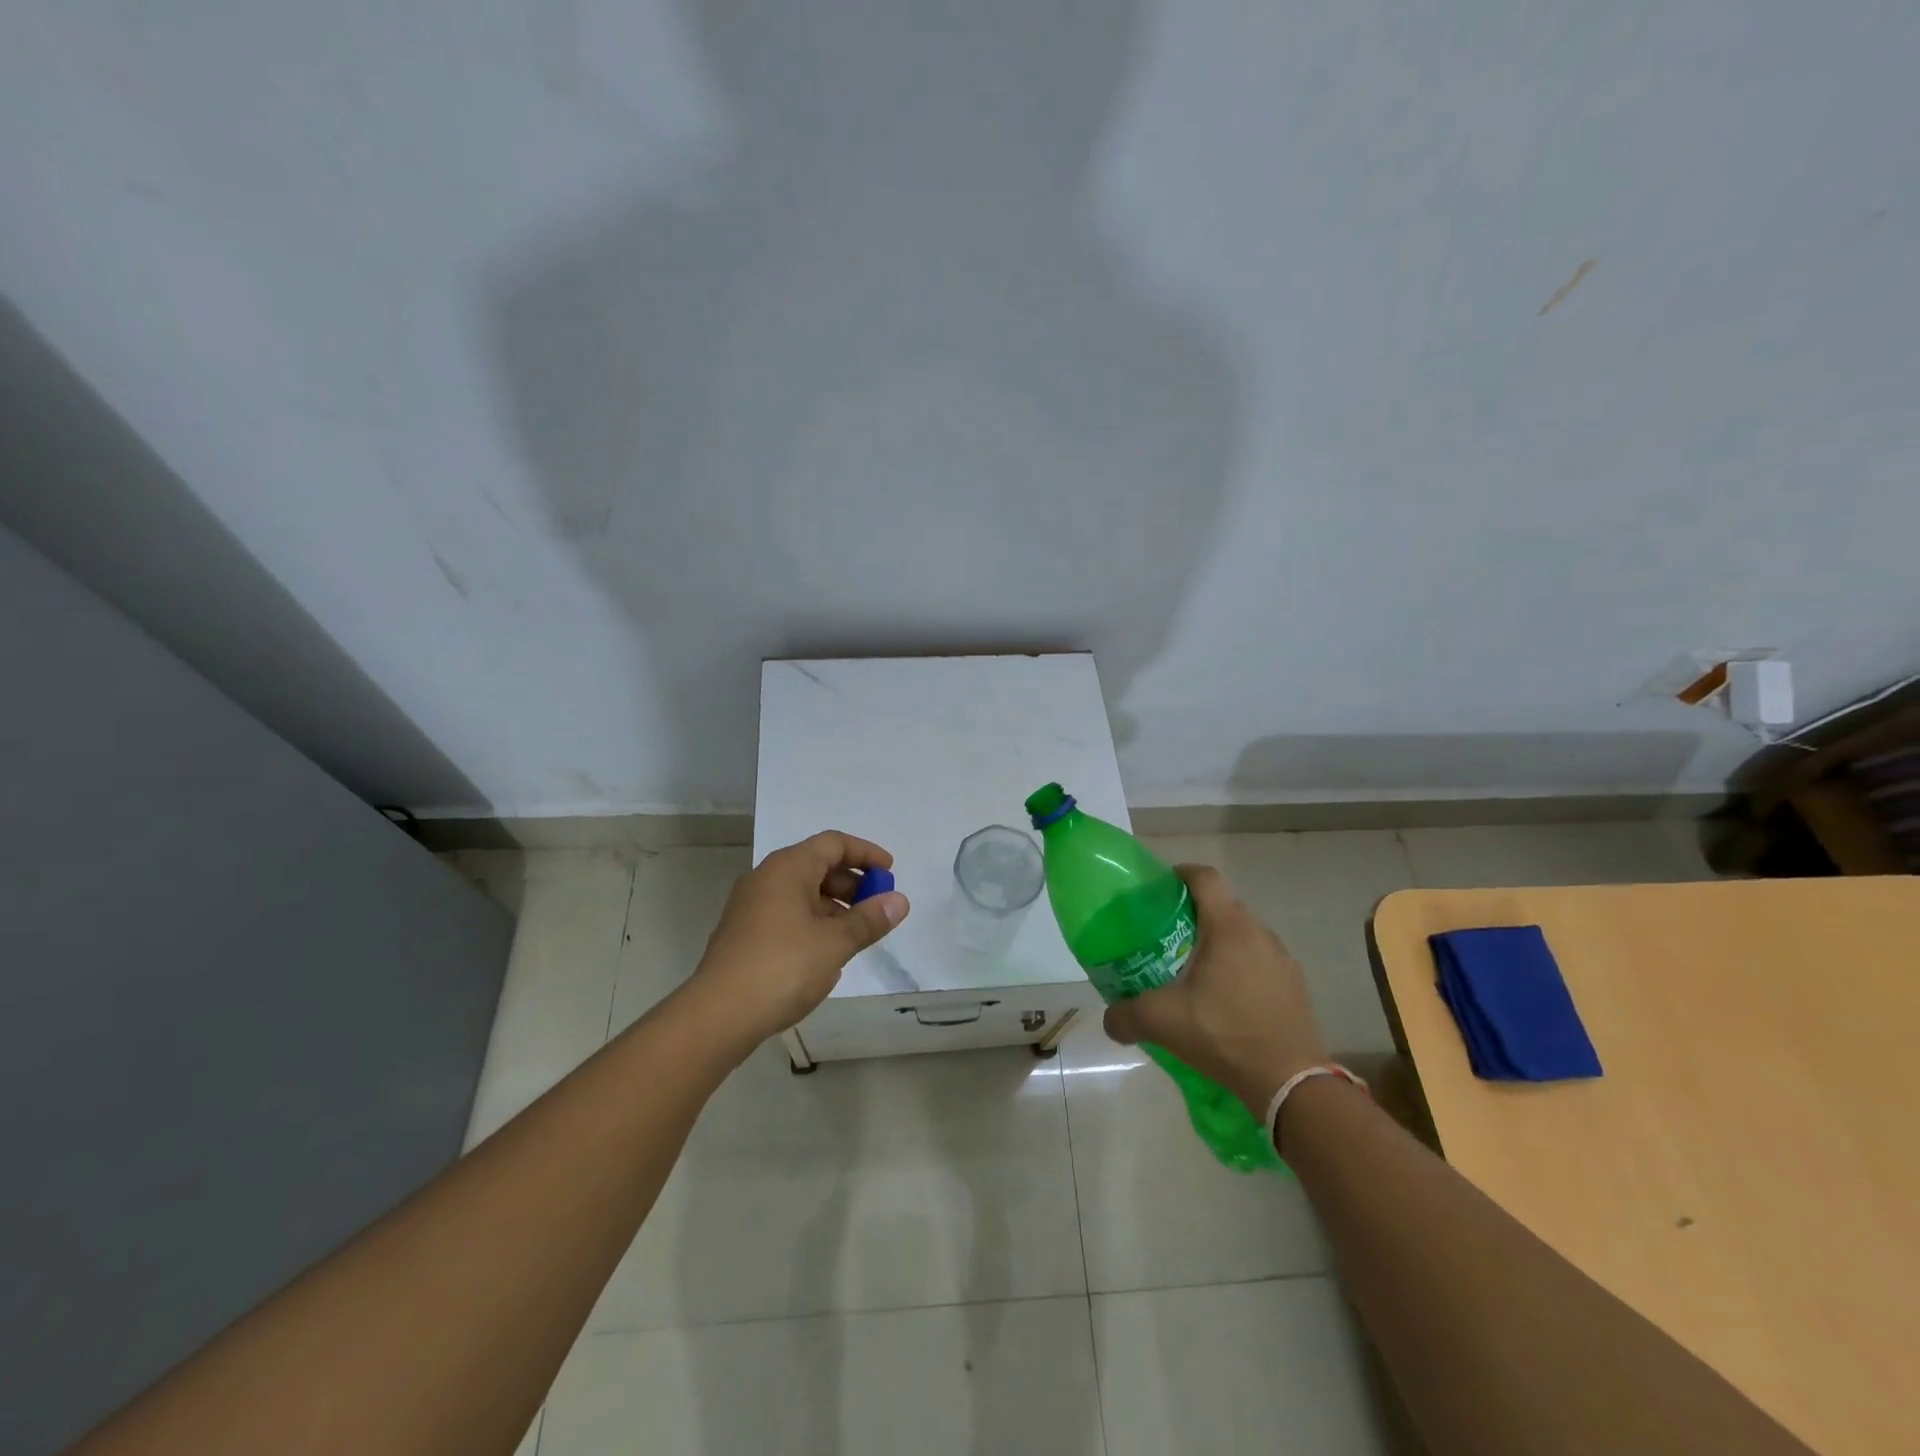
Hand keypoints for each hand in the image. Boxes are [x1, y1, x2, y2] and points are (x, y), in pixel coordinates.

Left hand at [689, 830, 910, 1045]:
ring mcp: (750, 906)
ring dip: (834, 906)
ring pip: (801, 893)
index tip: (890, 872)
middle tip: (877, 907)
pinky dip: (812, 922)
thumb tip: (899, 901)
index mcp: (788, 868)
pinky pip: (787, 914)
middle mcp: (766, 878)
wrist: (718, 1015)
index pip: (833, 843)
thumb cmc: (783, 967)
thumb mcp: (835, 943)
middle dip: (852, 883)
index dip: (865, 853)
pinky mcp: (743, 934)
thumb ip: (869, 920)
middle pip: (817, 866)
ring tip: (856, 935)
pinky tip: (825, 953)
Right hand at [1102, 863, 1327, 1115]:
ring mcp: (1282, 959)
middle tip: (1169, 935)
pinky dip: (1241, 967)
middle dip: (1196, 913)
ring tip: (1197, 970)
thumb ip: (1126, 1016)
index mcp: (1228, 928)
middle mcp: (1259, 933)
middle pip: (1224, 906)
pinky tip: (1226, 1000)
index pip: (1205, 878)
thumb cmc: (1223, 1035)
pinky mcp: (1294, 985)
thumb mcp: (1162, 1022)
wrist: (1289, 1081)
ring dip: (1221, 942)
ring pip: (1244, 935)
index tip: (1161, 886)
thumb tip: (1109, 1019)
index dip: (1182, 873)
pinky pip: (1261, 961)